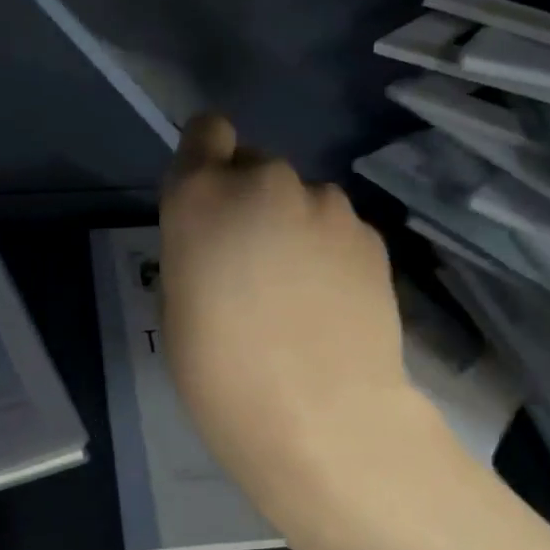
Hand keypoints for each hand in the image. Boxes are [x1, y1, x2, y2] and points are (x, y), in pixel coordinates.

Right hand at [159, 115, 418, 517]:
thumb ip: (196, 248)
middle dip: (251, 202)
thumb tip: (222, 240)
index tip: (211, 196)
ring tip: (300, 293)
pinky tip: (333, 305)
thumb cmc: (220, 373)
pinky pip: (338, 230)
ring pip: (302, 201)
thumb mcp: (178, 304)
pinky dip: (332, 254)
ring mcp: (327, 206)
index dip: (208, 156)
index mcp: (202, 196)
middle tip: (254, 265)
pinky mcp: (372, 236)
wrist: (320, 416)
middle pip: (256, 168)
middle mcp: (266, 182)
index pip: (206, 132)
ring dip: (295, 228)